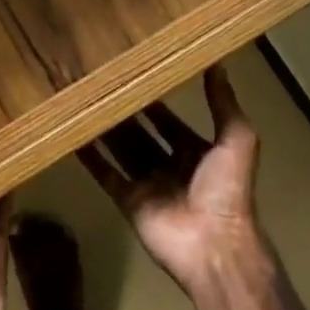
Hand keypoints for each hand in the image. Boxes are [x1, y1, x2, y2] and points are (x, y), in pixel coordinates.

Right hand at [79, 66, 264, 293]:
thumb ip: (223, 104)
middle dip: (124, 113)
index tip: (131, 75)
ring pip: (121, 150)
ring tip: (82, 101)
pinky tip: (73, 135)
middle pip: (141, 133)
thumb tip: (217, 63)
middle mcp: (170, 165)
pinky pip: (106, 174)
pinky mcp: (128, 200)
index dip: (152, 100)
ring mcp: (147, 184)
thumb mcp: (236, 140)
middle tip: (99, 85)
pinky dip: (90, 157)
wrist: (214, 246)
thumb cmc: (228, 190)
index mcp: (196, 152)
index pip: (167, 120)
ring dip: (105, 130)